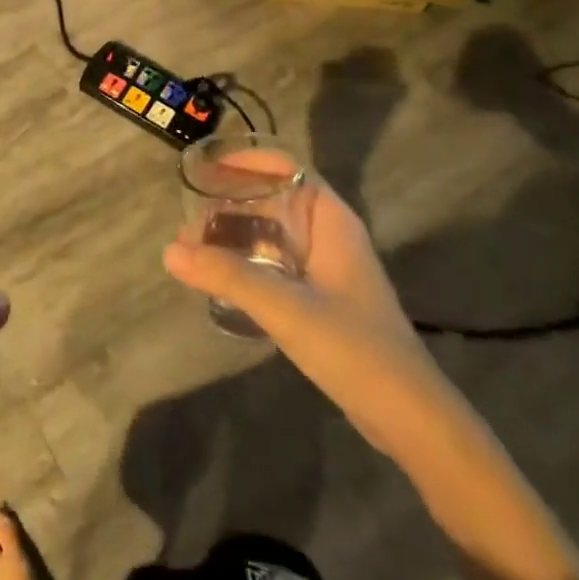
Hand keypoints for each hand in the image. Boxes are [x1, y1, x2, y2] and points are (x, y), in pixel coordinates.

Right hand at [164, 175, 459, 465]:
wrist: (409, 417)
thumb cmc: (354, 347)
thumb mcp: (285, 308)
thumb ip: (227, 276)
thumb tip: (170, 250)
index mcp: (331, 221)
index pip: (288, 169)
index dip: (248, 162)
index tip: (206, 169)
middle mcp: (328, 236)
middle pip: (274, 199)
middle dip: (229, 204)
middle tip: (187, 220)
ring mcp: (326, 269)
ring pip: (272, 234)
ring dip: (234, 236)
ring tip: (192, 249)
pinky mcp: (320, 299)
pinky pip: (275, 264)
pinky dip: (246, 262)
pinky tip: (219, 279)